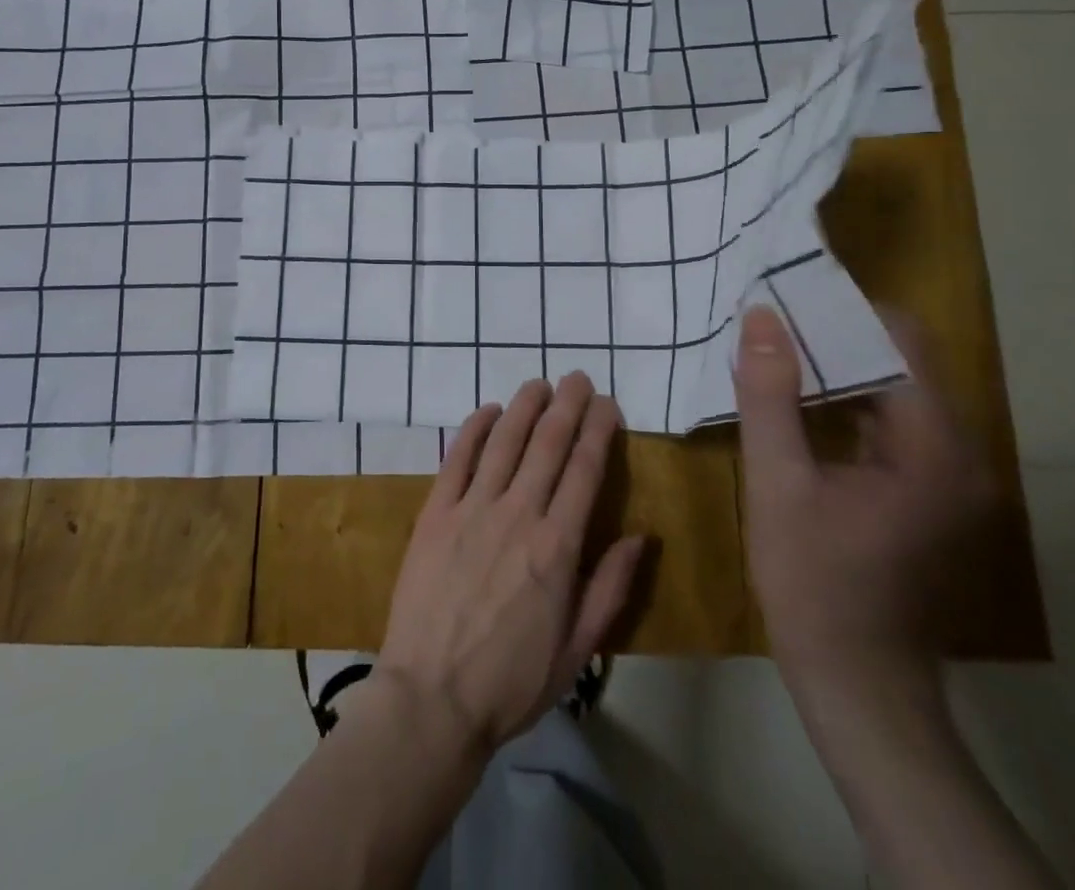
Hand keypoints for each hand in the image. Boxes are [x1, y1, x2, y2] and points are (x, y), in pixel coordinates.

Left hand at [375, 373, 645, 762]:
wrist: (432, 697)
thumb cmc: (511, 681)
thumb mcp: (577, 650)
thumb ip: (610, 588)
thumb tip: (642, 537)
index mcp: (557, 547)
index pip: (584, 471)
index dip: (597, 430)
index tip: (607, 404)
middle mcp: (517, 514)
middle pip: (547, 444)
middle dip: (567, 405)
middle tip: (577, 377)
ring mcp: (472, 508)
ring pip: (504, 441)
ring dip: (524, 406)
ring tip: (539, 383)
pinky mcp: (435, 512)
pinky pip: (457, 458)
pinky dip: (474, 429)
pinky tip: (488, 410)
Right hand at [734, 305, 994, 695]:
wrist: (857, 682)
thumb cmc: (814, 581)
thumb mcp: (777, 482)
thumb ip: (770, 396)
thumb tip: (762, 317)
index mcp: (934, 448)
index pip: (904, 342)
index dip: (846, 311)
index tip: (788, 295)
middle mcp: (960, 454)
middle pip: (903, 363)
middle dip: (836, 335)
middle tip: (771, 318)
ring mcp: (950, 477)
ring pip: (896, 392)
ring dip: (839, 367)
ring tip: (776, 347)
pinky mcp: (931, 494)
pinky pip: (891, 424)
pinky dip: (848, 402)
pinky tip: (799, 399)